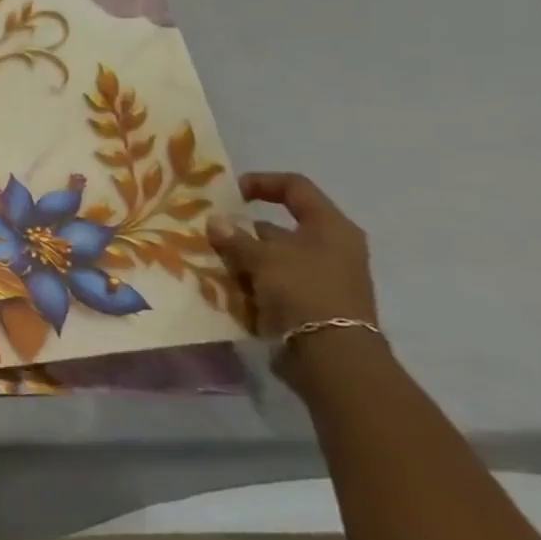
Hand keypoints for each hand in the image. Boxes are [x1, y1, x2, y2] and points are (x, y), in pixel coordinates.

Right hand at [208, 171, 377, 340]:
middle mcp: (329, 248)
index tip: (229, 194)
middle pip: (278, 226)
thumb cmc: (304, 291)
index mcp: (330, 227)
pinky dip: (248, 280)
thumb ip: (235, 237)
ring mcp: (319, 277)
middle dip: (241, 229)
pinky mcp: (307, 302)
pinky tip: (224, 284)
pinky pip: (271, 281)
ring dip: (241, 257)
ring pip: (271, 256)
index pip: (295, 187)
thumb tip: (214, 222)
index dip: (261, 183)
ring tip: (210, 261)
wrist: (331, 356)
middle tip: (209, 233)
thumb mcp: (263, 257)